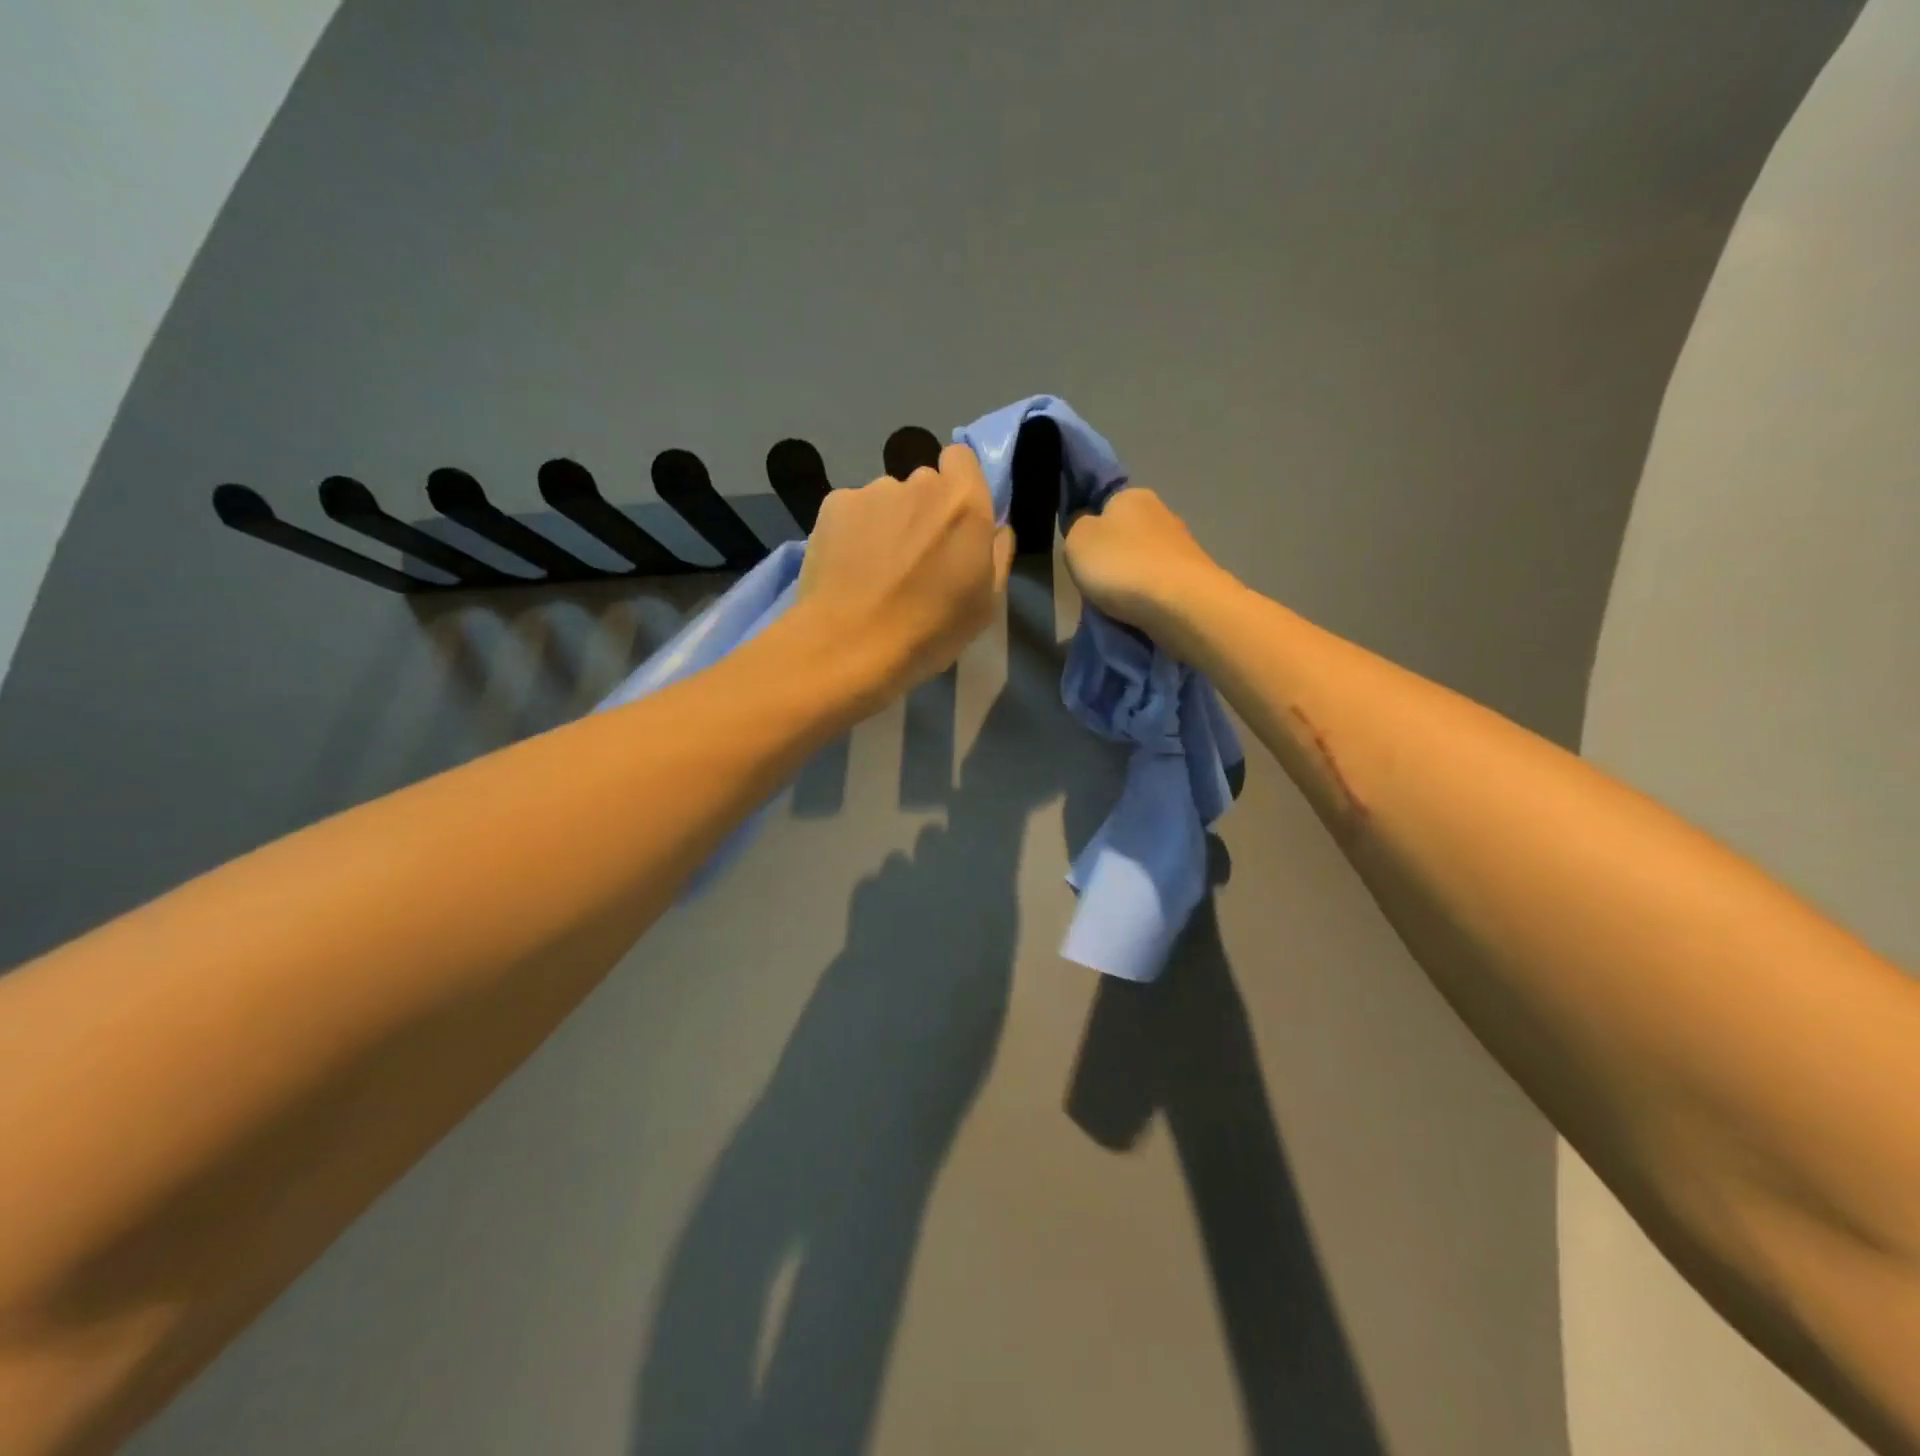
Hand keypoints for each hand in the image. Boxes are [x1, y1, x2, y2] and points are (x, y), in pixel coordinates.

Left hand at [798, 444, 1013, 702]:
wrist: (851, 644)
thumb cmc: (931, 631)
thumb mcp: (986, 604)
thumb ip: (997, 554)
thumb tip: (997, 528)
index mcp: (965, 503)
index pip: (962, 458)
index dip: (958, 484)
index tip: (954, 520)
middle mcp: (920, 484)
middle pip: (925, 483)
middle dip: (923, 510)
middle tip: (915, 556)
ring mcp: (873, 491)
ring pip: (886, 498)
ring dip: (887, 522)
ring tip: (876, 568)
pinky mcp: (834, 504)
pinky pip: (853, 510)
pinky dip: (853, 531)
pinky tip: (849, 567)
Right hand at [1063, 489, 1233, 655]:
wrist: (1179, 603)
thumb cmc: (1121, 564)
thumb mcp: (1077, 541)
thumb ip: (1076, 528)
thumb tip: (1087, 527)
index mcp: (1132, 496)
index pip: (1105, 504)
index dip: (1091, 528)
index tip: (1084, 555)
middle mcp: (1162, 512)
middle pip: (1127, 535)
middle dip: (1114, 557)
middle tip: (1098, 584)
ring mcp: (1183, 545)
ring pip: (1146, 561)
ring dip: (1133, 579)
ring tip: (1118, 604)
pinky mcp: (1195, 576)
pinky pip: (1162, 583)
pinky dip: (1150, 596)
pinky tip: (1142, 611)